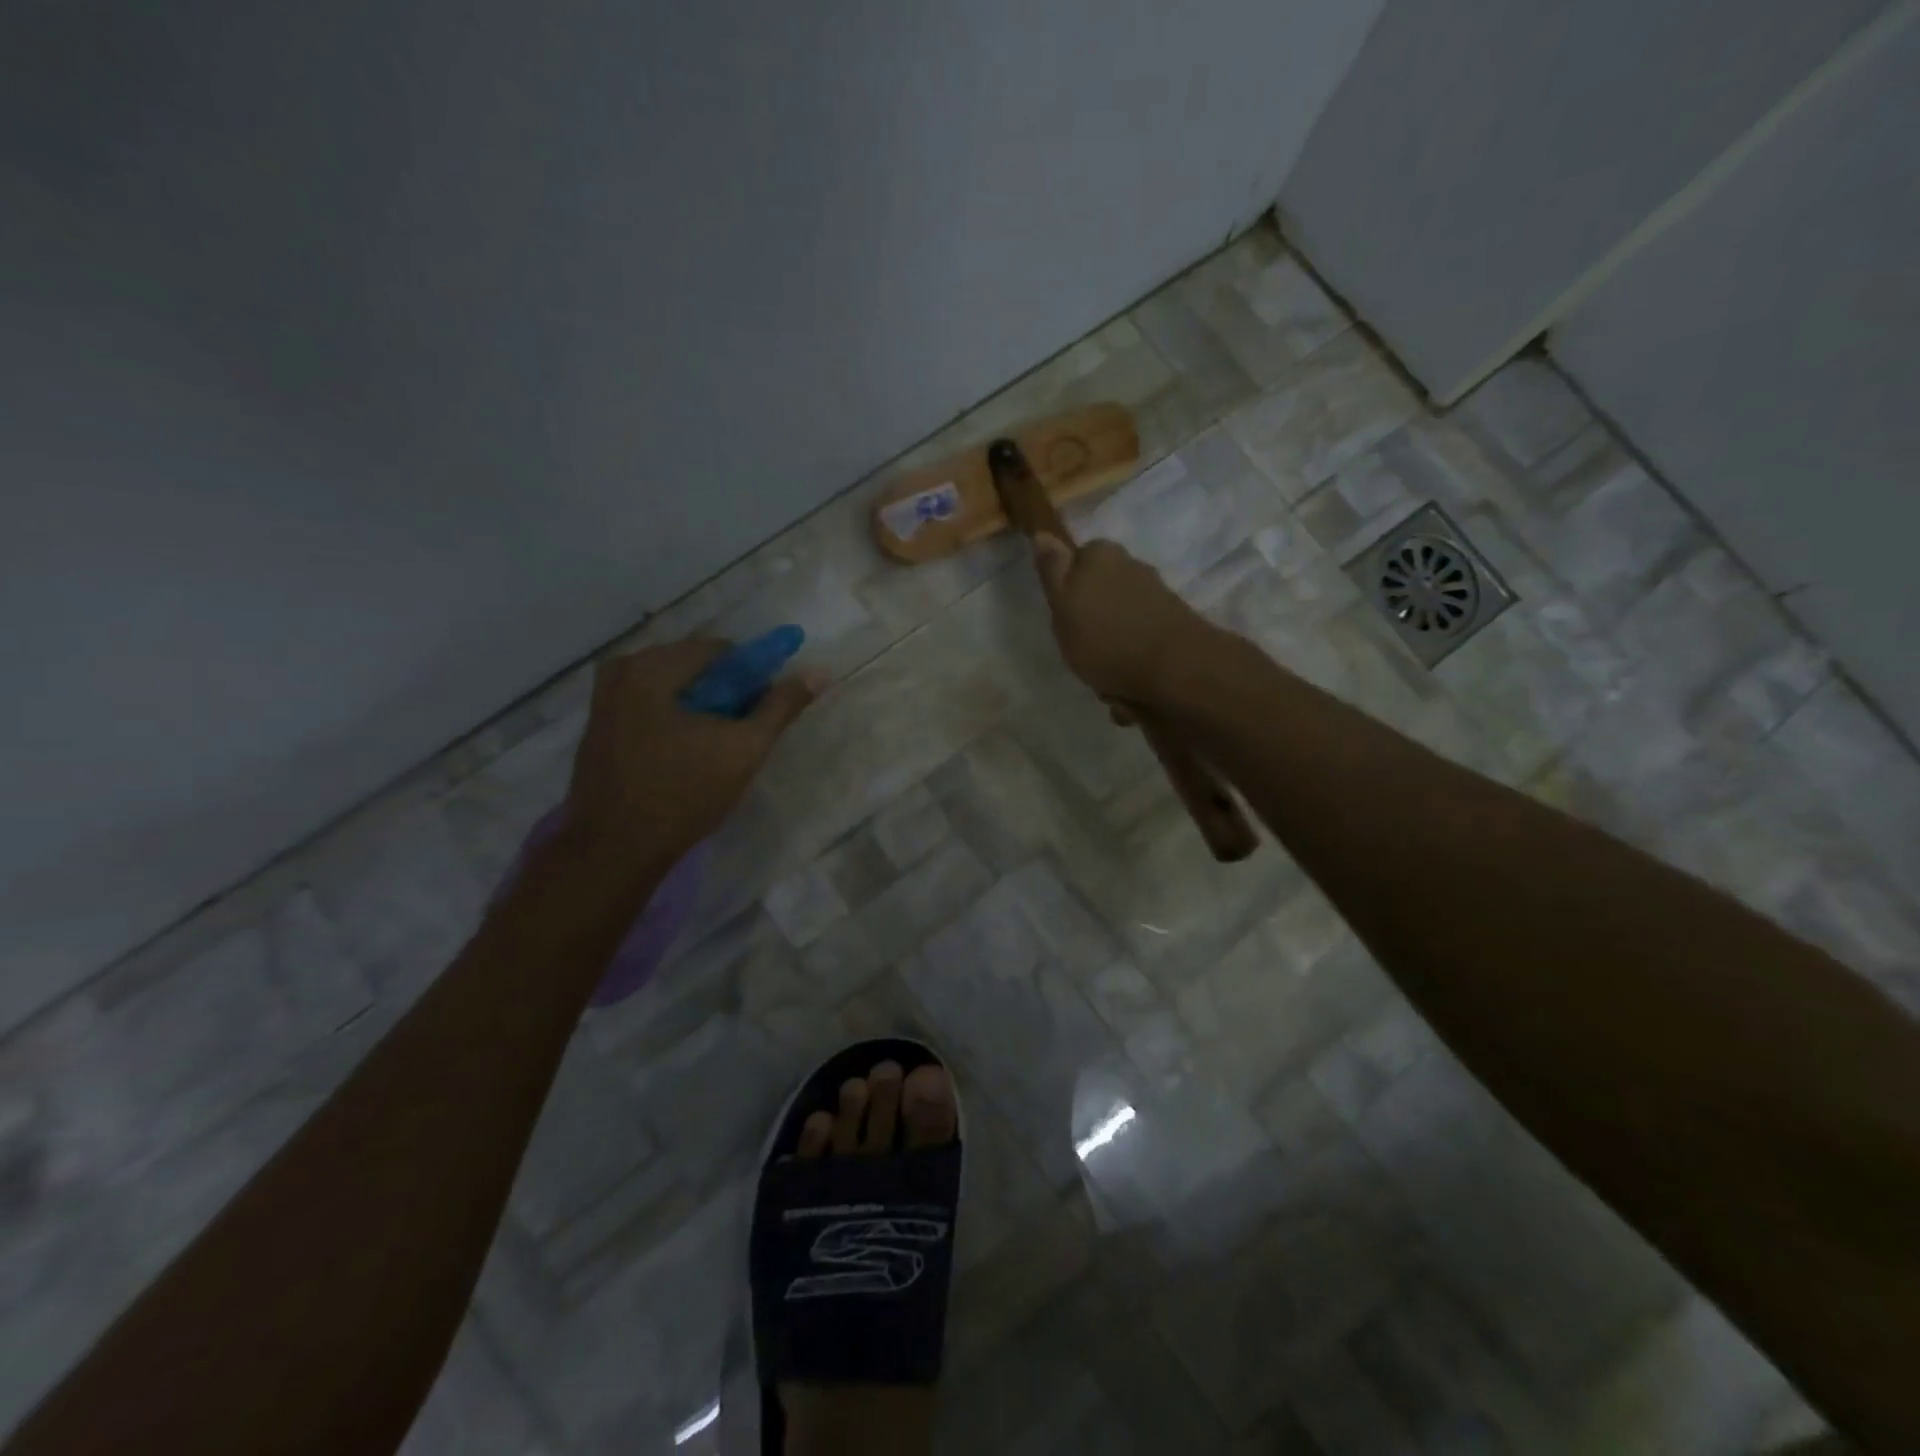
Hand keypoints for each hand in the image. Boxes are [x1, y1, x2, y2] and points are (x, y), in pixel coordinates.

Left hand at [562, 639, 819, 871]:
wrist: (614, 849)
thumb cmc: (683, 794)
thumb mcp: (743, 750)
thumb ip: (780, 707)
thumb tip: (818, 673)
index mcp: (653, 668)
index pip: (720, 650)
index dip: (750, 675)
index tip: (762, 709)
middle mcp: (622, 671)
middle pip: (692, 666)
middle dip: (723, 691)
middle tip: (741, 730)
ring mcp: (604, 699)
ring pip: (671, 687)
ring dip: (699, 706)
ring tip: (715, 745)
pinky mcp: (598, 726)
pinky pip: (648, 705)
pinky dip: (674, 717)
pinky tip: (685, 752)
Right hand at [1032, 535, 1215, 705]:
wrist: (1175, 669)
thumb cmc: (1105, 638)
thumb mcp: (1063, 604)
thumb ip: (1052, 569)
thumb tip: (1043, 532)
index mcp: (1102, 555)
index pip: (1075, 562)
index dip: (1066, 592)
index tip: (1062, 619)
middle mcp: (1132, 567)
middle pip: (1099, 595)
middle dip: (1092, 624)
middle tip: (1082, 652)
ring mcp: (1156, 597)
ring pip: (1119, 625)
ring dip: (1111, 652)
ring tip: (1107, 682)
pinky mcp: (1173, 627)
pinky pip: (1139, 647)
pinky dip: (1131, 667)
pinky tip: (1129, 691)